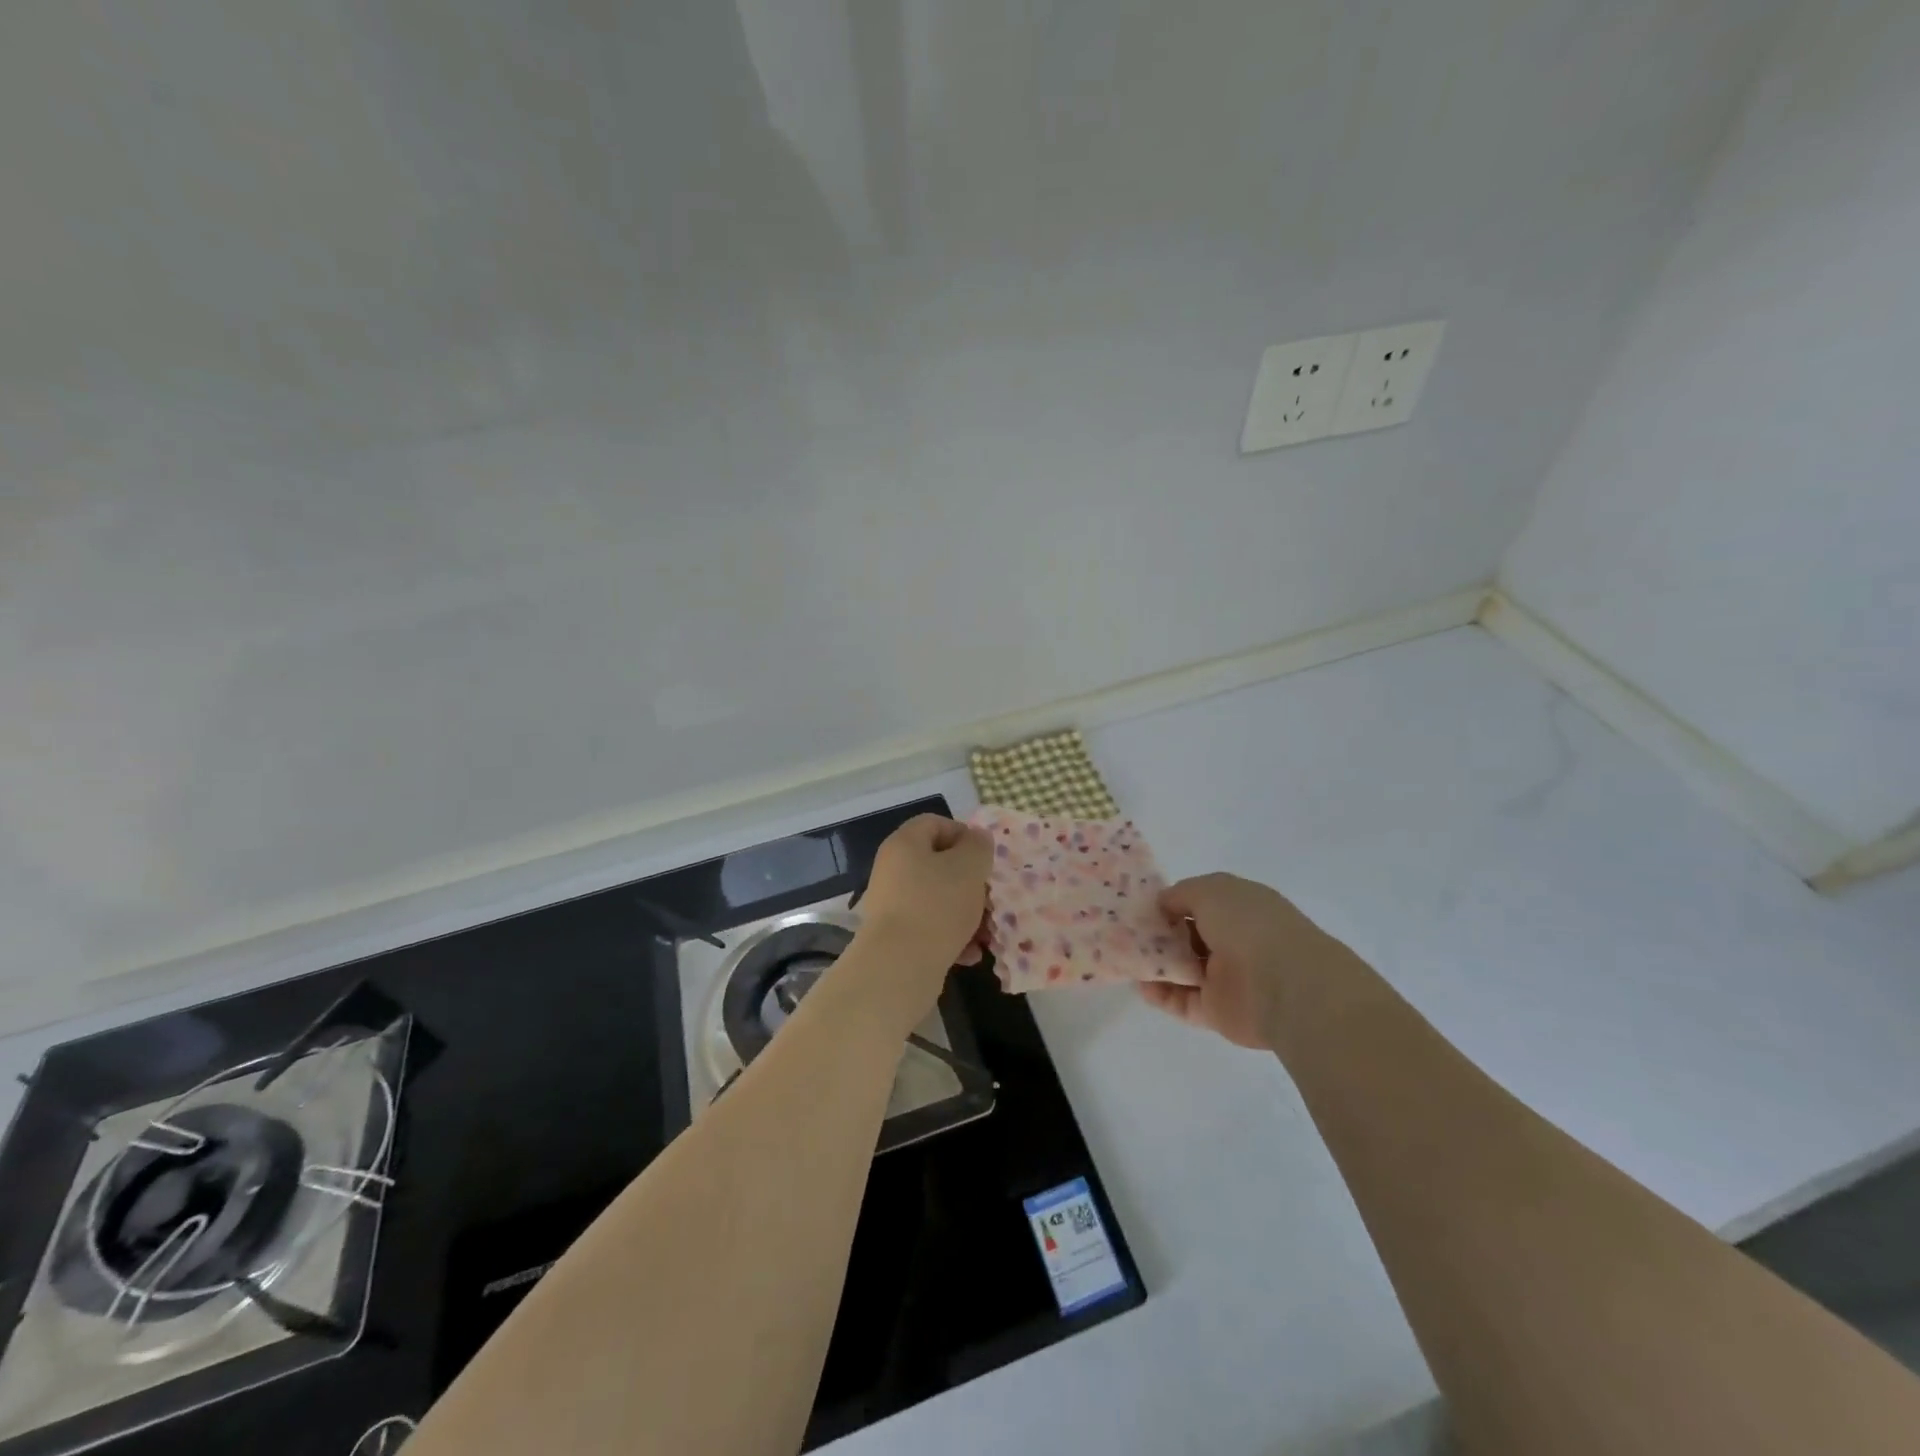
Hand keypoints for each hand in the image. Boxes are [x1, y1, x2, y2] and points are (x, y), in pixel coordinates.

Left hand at [830, 815, 991, 1036]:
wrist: (899, 967)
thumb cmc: (937, 906)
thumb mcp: (969, 867)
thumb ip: (978, 846)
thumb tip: (976, 838)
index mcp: (905, 844)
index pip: (934, 823)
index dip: (963, 834)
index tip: (984, 857)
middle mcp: (893, 869)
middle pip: (939, 864)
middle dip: (970, 882)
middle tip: (990, 898)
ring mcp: (892, 905)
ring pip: (938, 899)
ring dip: (966, 913)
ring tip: (986, 932)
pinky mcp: (896, 937)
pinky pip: (930, 927)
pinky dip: (952, 937)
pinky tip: (970, 954)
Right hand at [1137, 873, 1351, 1049]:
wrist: (1284, 984)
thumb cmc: (1248, 924)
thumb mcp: (1209, 890)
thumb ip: (1181, 894)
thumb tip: (1162, 904)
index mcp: (1239, 908)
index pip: (1200, 903)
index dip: (1170, 904)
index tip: (1140, 908)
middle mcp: (1234, 940)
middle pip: (1187, 937)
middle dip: (1157, 935)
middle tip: (1123, 934)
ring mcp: (1226, 978)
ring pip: (1182, 970)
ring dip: (1155, 965)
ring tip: (1125, 959)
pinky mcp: (1218, 1011)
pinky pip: (1182, 1001)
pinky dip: (1160, 994)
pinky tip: (1140, 985)